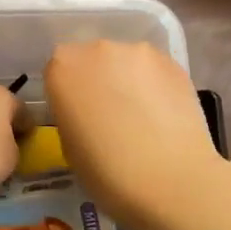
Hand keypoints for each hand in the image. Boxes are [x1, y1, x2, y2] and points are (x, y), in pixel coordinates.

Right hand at [44, 41, 222, 229]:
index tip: (76, 116)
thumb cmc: (106, 173)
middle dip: (96, 81)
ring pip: (125, 62)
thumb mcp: (68, 146)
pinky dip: (153, 86)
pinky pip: (153, 71)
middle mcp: (97, 49)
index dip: (66, 94)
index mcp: (62, 68)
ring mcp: (139, 52)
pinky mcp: (174, 62)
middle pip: (91, 59)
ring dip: (126, 81)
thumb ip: (71, 114)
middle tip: (107, 115)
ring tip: (140, 116)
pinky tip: (162, 115)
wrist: (170, 181)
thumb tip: (86, 111)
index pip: (56, 71)